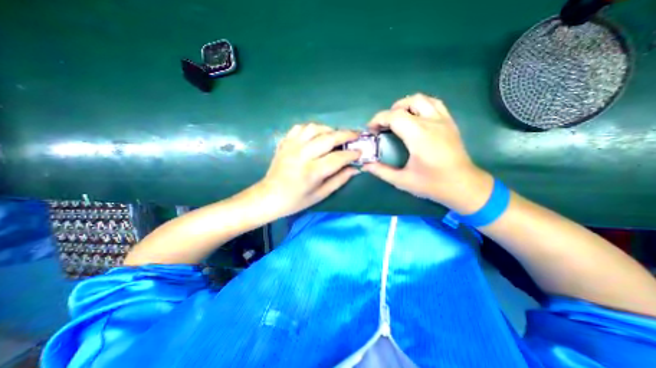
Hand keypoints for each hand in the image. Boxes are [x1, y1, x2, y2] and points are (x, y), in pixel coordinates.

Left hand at [255, 124, 357, 216]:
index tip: (360, 152)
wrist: (269, 196)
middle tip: (356, 135)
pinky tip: (317, 135)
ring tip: (336, 135)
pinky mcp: (285, 143)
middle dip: (346, 135)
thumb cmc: (296, 200)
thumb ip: (339, 180)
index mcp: (312, 172)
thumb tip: (355, 169)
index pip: (338, 158)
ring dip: (329, 129)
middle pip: (328, 138)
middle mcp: (302, 155)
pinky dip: (312, 128)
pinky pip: (300, 127)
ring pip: (315, 128)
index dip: (352, 154)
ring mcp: (292, 146)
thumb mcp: (320, 195)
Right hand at [364, 93, 491, 213]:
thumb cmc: (432, 184)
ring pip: (422, 99)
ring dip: (405, 105)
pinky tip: (415, 118)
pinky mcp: (450, 122)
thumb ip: (381, 171)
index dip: (378, 119)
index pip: (394, 116)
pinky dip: (421, 105)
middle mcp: (431, 122)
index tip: (371, 130)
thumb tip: (365, 165)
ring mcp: (443, 120)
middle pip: (407, 103)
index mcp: (419, 136)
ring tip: (398, 119)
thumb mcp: (402, 181)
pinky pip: (434, 103)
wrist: (463, 185)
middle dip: (390, 112)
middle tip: (383, 126)